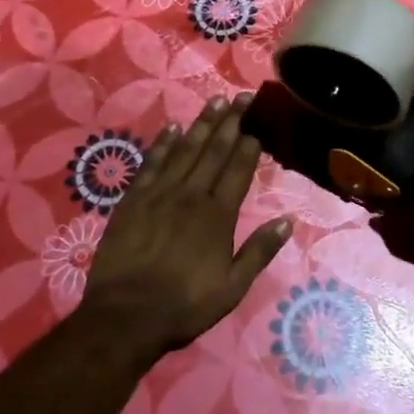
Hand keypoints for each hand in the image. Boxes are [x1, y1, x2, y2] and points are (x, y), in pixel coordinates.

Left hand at [82, 94, 290, 356]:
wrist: (125, 316)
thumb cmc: (184, 305)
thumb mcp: (232, 288)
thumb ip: (259, 251)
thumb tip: (288, 220)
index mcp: (218, 215)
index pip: (238, 169)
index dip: (249, 143)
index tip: (257, 121)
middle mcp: (192, 195)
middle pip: (214, 151)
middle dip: (230, 122)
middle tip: (242, 97)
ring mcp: (160, 194)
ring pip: (185, 150)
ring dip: (202, 124)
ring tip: (215, 101)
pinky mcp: (133, 200)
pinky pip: (151, 163)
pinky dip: (163, 144)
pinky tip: (173, 128)